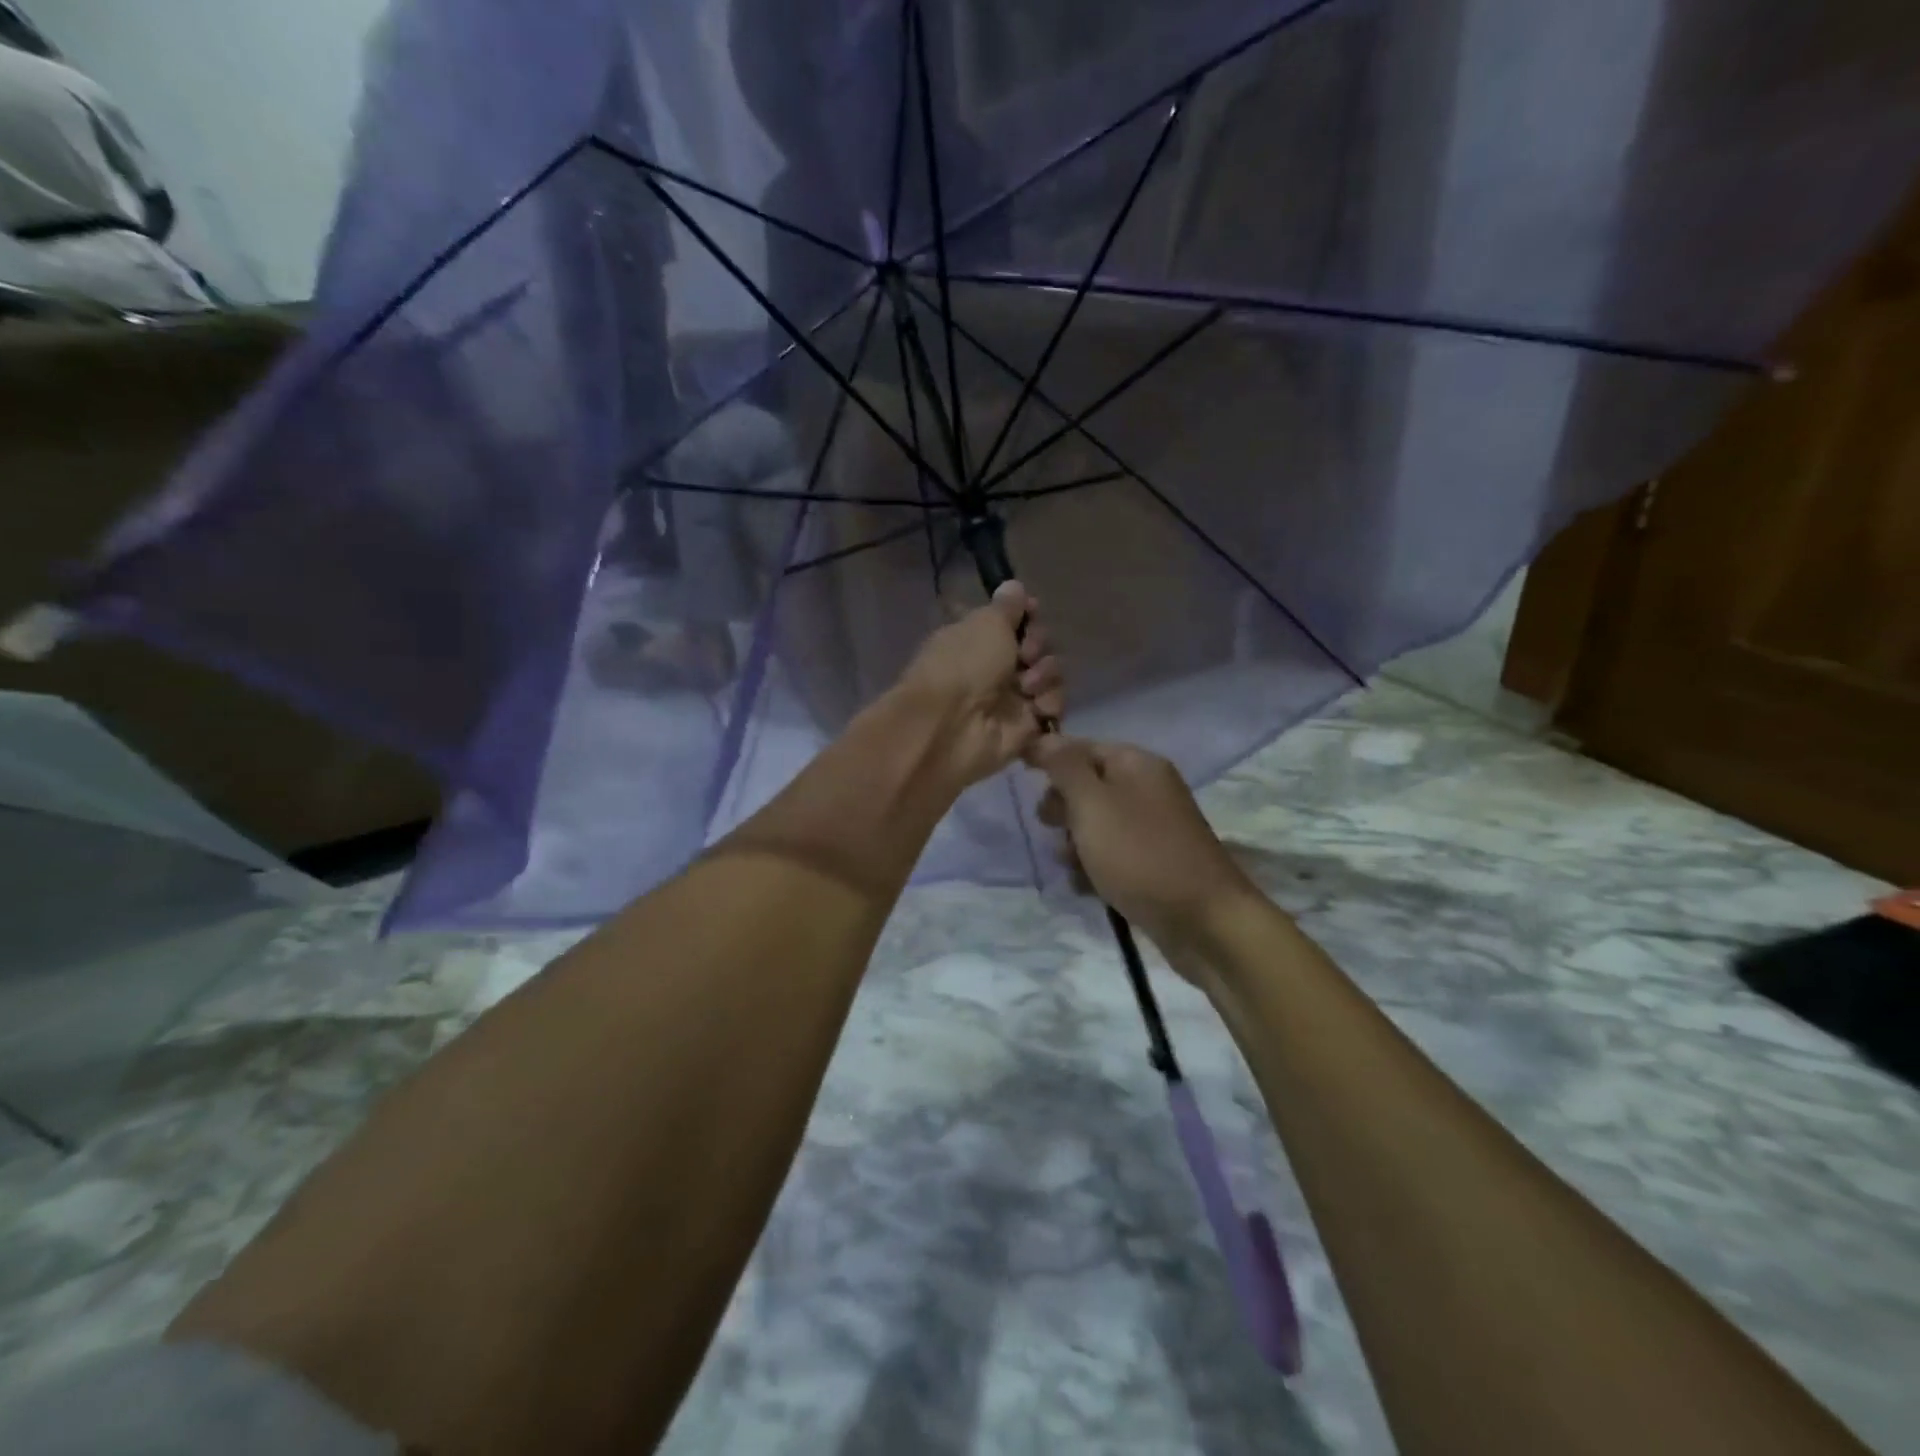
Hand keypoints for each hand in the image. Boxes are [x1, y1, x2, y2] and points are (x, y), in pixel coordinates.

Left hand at [892, 581, 1063, 789]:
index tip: (1032, 612)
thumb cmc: (964, 664)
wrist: (951, 726)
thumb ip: (1007, 607)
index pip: (1015, 622)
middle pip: (1037, 648)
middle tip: (1026, 655)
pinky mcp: (1026, 728)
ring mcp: (1011, 699)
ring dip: (1046, 676)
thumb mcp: (986, 623)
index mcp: (978, 638)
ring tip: (1028, 687)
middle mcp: (994, 667)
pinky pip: (1053, 708)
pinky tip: (1037, 708)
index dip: (1028, 616)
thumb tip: (1014, 585)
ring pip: (1050, 677)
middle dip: (1038, 646)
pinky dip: (1050, 704)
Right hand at [1031, 737, 1258, 967]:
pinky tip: (1086, 887)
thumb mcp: (1092, 804)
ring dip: (1074, 844)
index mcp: (1137, 764)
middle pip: (1088, 785)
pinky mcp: (1153, 863)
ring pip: (1095, 824)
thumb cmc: (1140, 854)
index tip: (1018, 777)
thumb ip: (1064, 767)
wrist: (1203, 921)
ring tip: (1071, 865)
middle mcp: (1147, 788)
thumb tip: (1044, 739)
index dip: (1049, 758)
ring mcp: (1153, 828)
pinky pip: (1112, 855)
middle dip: (1062, 807)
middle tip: (1051, 828)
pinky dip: (1095, 868)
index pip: (1082, 746)